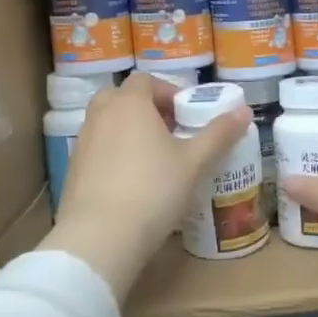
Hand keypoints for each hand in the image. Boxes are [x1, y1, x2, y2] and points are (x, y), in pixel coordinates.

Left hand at [46, 73, 250, 299]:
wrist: (101, 237)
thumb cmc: (153, 189)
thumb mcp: (194, 162)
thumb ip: (219, 134)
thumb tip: (244, 111)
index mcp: (129, 103)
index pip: (145, 80)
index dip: (167, 92)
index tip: (185, 115)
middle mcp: (100, 114)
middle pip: (122, 97)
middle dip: (145, 109)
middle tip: (169, 133)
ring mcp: (82, 141)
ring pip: (107, 123)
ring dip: (128, 131)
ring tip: (153, 159)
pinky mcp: (73, 169)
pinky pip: (97, 149)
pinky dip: (113, 154)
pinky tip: (130, 182)